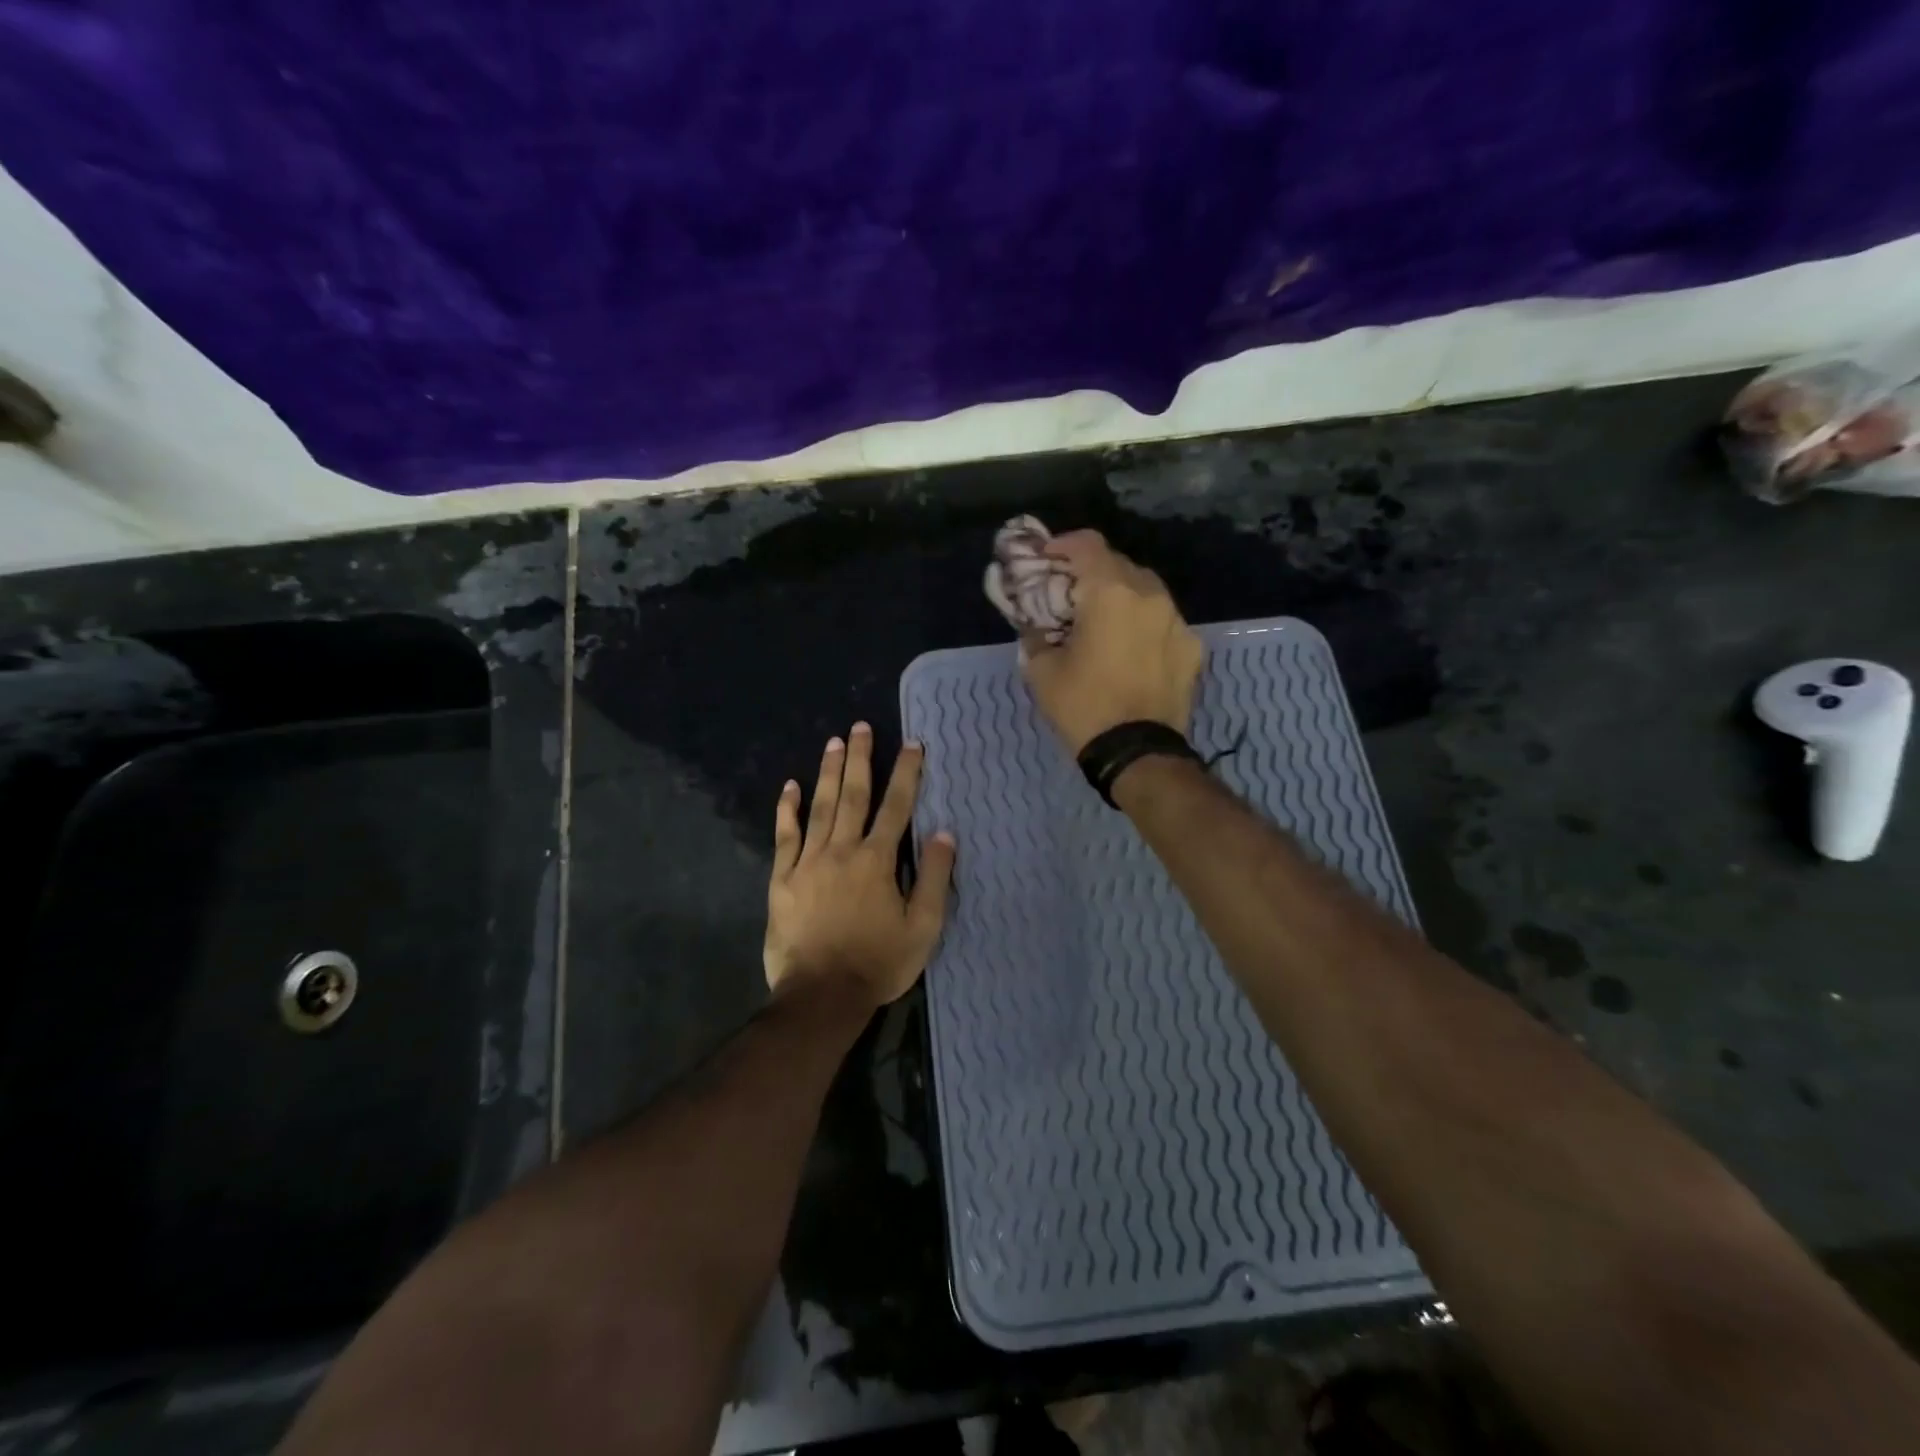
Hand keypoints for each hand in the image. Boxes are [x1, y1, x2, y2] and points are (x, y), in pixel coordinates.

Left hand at [765, 723, 956, 1008]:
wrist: (821, 995)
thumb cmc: (878, 962)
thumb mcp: (923, 927)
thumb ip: (933, 878)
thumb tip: (944, 833)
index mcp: (877, 860)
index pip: (897, 807)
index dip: (907, 773)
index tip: (912, 744)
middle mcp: (842, 850)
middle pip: (853, 795)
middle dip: (860, 759)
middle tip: (860, 727)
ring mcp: (808, 862)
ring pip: (820, 808)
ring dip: (828, 773)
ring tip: (833, 742)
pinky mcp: (782, 879)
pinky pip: (785, 836)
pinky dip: (787, 810)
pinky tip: (790, 787)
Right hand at [1020, 530, 1204, 753]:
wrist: (1137, 752)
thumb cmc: (1083, 706)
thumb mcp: (1041, 671)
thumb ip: (1035, 635)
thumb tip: (1036, 626)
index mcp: (1111, 593)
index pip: (1087, 544)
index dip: (1062, 544)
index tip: (1046, 557)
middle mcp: (1150, 595)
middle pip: (1118, 564)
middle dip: (1092, 572)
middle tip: (1071, 594)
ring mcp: (1176, 620)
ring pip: (1146, 590)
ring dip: (1121, 595)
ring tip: (1103, 620)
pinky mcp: (1192, 646)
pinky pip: (1163, 621)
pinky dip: (1143, 623)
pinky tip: (1130, 647)